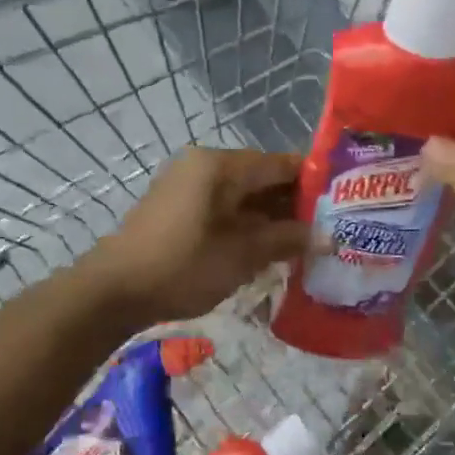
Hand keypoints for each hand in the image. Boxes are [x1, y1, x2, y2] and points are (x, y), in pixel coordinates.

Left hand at [86, 147, 307, 326]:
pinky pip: (223, 206)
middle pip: (262, 177)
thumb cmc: (183, 266)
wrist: (113, 290)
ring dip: (270, 217)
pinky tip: (265, 248)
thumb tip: (324, 235)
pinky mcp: (177, 206)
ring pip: (243, 194)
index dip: (314, 183)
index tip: (341, 205)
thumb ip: (286, 239)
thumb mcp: (242, 255)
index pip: (281, 164)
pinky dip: (245, 223)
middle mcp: (204, 165)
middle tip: (325, 230)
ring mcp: (187, 184)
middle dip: (293, 204)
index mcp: (221, 166)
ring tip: (301, 243)